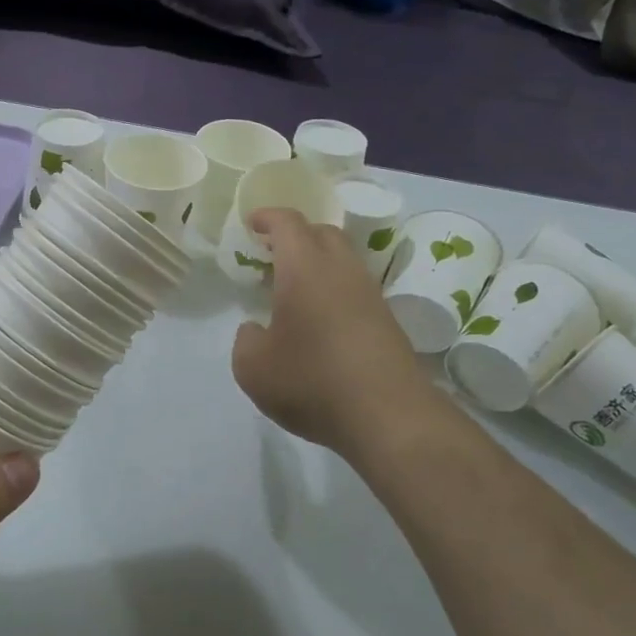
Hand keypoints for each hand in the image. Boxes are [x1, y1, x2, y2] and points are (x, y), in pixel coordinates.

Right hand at [231, 209, 444, 459]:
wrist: (389, 417)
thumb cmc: (311, 382)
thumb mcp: (253, 368)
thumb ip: (246, 341)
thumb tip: (257, 330)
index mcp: (304, 269)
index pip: (288, 224)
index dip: (268, 217)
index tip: (251, 223)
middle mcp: (341, 271)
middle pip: (322, 233)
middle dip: (296, 235)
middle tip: (272, 253)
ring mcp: (370, 295)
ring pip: (343, 260)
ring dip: (318, 263)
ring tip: (293, 289)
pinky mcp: (387, 321)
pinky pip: (355, 288)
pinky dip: (334, 289)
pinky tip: (319, 319)